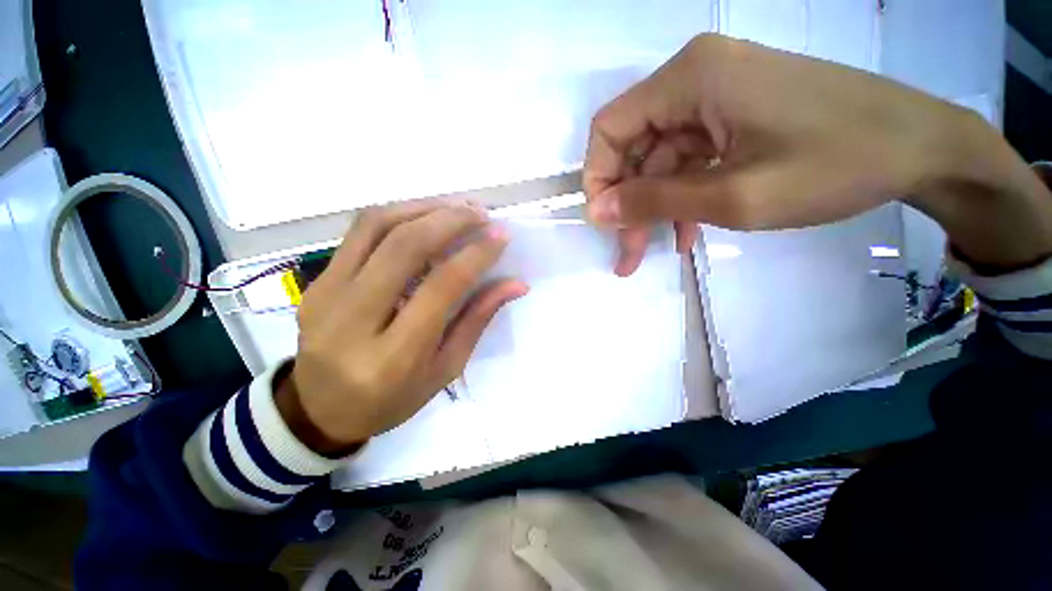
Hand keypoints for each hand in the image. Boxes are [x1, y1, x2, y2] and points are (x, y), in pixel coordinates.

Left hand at [275, 201, 527, 454]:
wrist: (320, 410)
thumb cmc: (392, 399)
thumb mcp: (446, 369)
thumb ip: (477, 319)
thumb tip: (515, 284)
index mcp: (393, 356)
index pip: (441, 287)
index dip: (475, 255)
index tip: (500, 236)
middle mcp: (353, 319)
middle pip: (405, 247)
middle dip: (450, 220)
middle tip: (481, 214)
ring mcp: (326, 294)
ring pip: (376, 227)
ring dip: (423, 208)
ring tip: (456, 208)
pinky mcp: (317, 281)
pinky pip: (359, 232)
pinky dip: (397, 214)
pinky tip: (424, 216)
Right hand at [584, 34, 1051, 274]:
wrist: (922, 149)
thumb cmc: (834, 165)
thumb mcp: (731, 195)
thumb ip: (653, 201)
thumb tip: (596, 211)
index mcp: (689, 79)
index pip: (609, 129)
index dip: (597, 178)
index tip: (605, 223)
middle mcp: (694, 79)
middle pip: (634, 149)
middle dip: (627, 204)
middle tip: (627, 255)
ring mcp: (715, 98)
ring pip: (660, 161)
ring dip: (655, 208)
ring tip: (654, 253)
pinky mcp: (733, 117)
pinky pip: (688, 161)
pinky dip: (682, 197)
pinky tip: (687, 233)